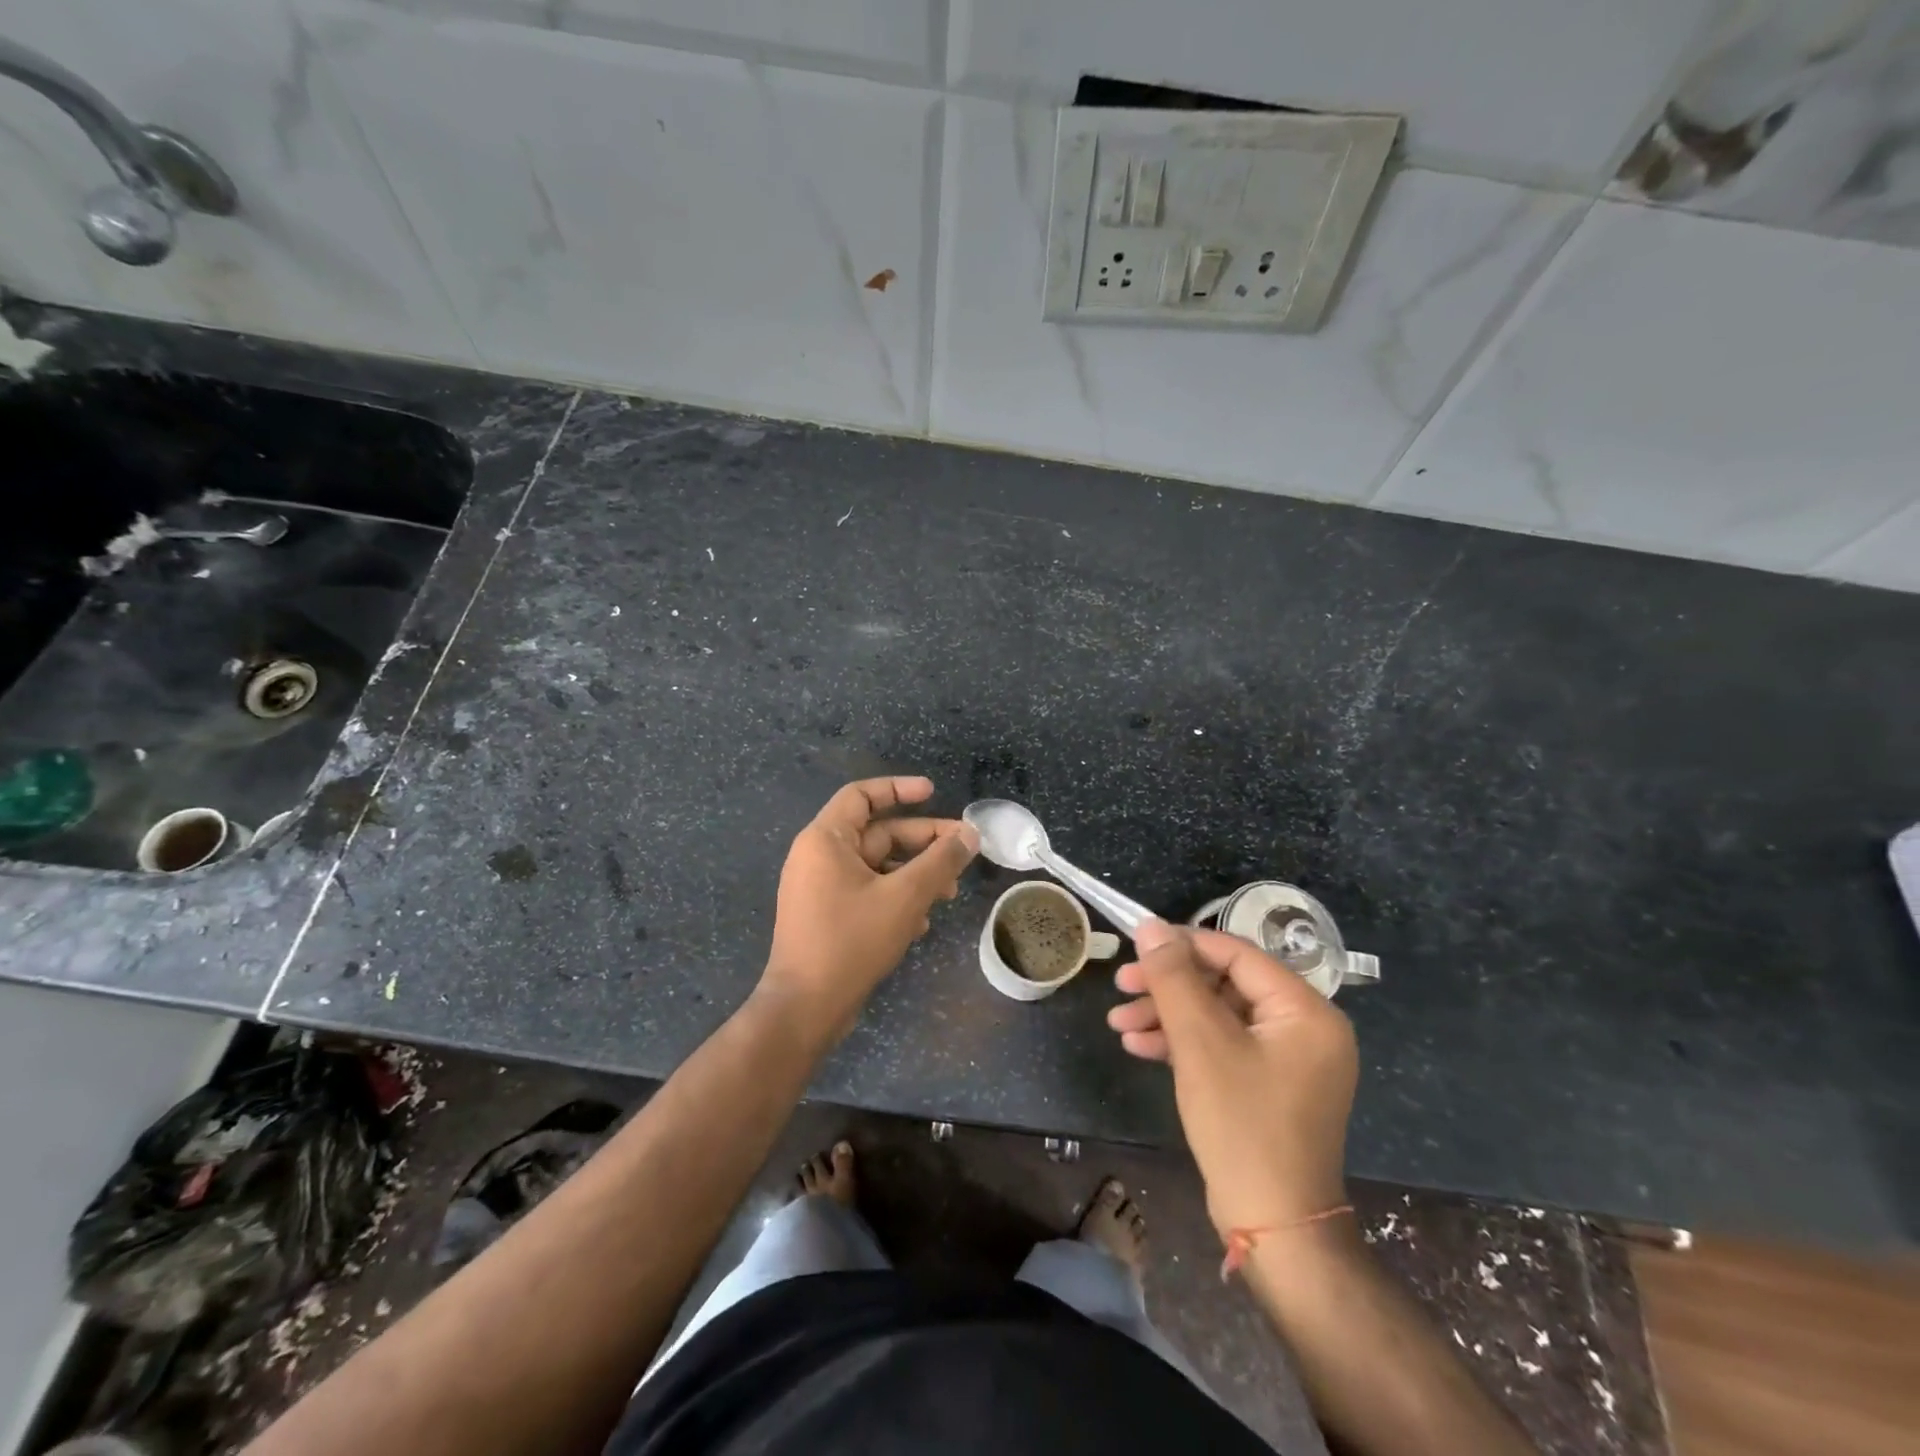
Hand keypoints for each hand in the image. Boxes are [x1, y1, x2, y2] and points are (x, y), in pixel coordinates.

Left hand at [761, 777, 977, 1043]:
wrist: (805, 1008)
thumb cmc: (851, 941)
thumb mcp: (905, 896)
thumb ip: (940, 861)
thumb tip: (970, 835)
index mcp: (825, 839)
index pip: (862, 795)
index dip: (899, 789)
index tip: (933, 793)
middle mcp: (818, 857)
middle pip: (877, 833)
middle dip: (922, 842)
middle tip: (963, 851)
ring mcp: (820, 888)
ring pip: (877, 867)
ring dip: (915, 875)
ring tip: (949, 893)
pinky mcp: (827, 916)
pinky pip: (867, 892)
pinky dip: (896, 898)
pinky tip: (921, 923)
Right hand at [1108, 920, 1357, 1236]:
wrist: (1273, 1228)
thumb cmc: (1242, 1125)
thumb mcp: (1200, 1043)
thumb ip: (1174, 978)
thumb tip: (1151, 926)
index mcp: (1304, 1010)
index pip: (1237, 954)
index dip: (1183, 945)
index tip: (1136, 947)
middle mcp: (1304, 1028)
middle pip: (1224, 984)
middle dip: (1168, 987)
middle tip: (1121, 986)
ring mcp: (1287, 1060)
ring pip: (1217, 1016)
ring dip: (1167, 1016)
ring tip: (1118, 1022)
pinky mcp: (1268, 1086)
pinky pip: (1223, 1047)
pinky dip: (1183, 1044)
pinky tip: (1139, 1047)